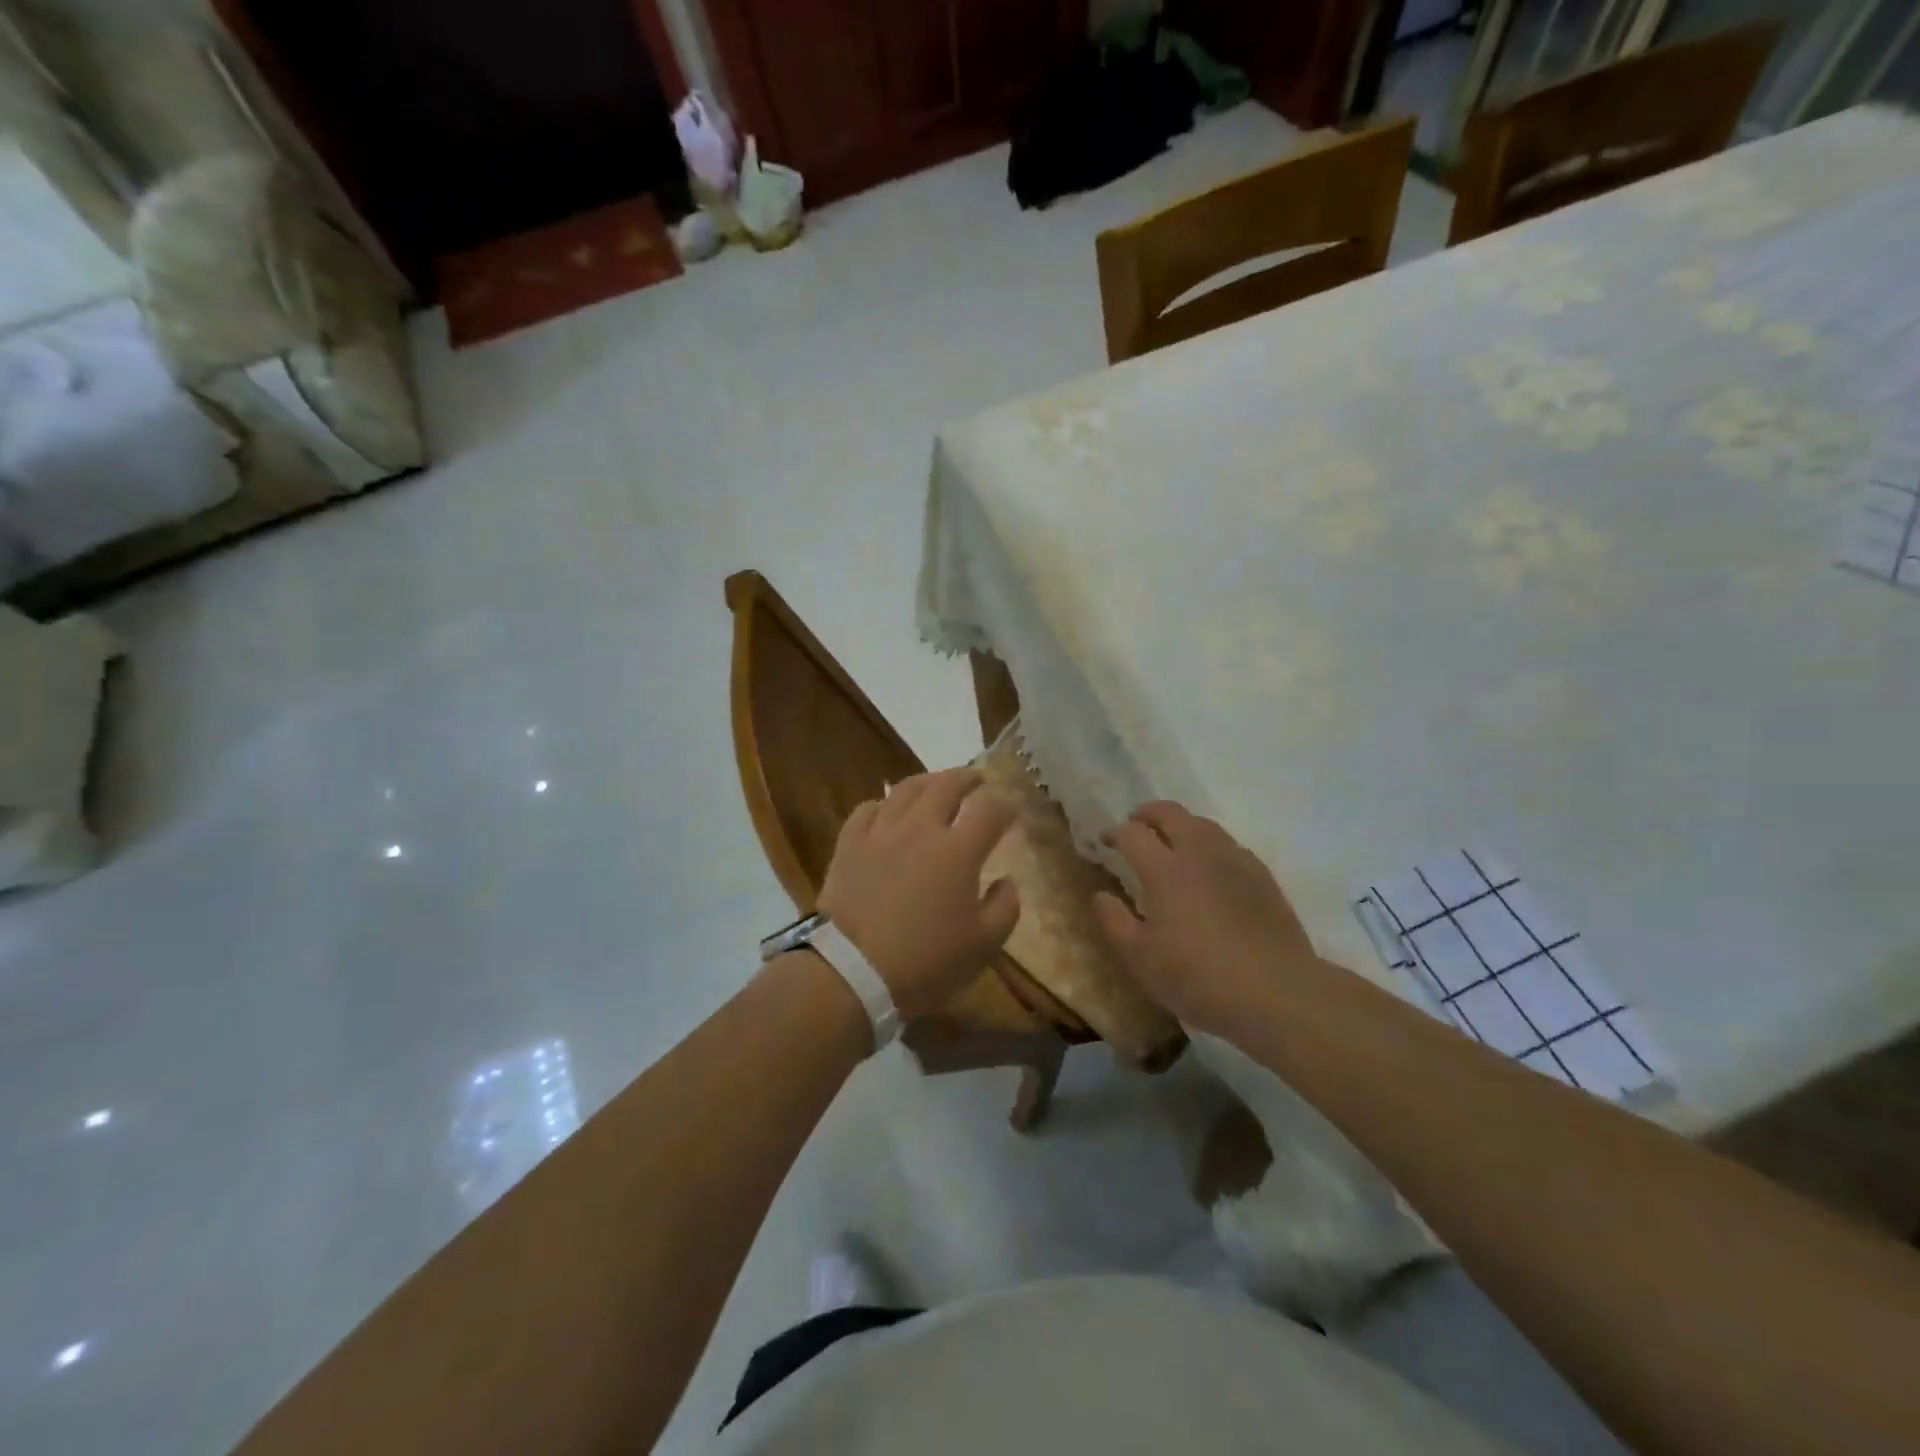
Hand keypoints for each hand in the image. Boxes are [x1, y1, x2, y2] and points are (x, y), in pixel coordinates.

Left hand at [817, 769, 1020, 1020]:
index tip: (1013, 808)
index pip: (990, 809)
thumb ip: (1004, 908)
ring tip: (936, 785)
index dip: (1006, 804)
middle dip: (968, 778)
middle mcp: (920, 828)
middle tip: (978, 780)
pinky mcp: (849, 843)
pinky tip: (888, 811)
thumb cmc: (925, 962)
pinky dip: (884, 803)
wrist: (851, 972)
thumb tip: (1007, 881)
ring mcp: (880, 832)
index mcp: (958, 850)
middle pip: (947, 785)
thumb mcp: (982, 946)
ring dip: (928, 781)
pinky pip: (868, 809)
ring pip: (906, 789)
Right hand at [1093, 802, 1315, 1038]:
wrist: (1276, 992)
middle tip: (1136, 824)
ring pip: (1203, 824)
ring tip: (1172, 842)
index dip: (1114, 832)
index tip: (1105, 841)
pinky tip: (1210, 869)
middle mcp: (1199, 853)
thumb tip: (1102, 895)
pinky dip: (1210, 845)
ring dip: (1181, 825)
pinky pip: (1229, 845)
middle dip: (1148, 813)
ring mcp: (1235, 860)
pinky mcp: (1262, 876)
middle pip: (1171, 813)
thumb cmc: (1197, 977)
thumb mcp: (1140, 958)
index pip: (1132, 833)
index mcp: (1164, 869)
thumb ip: (1115, 921)